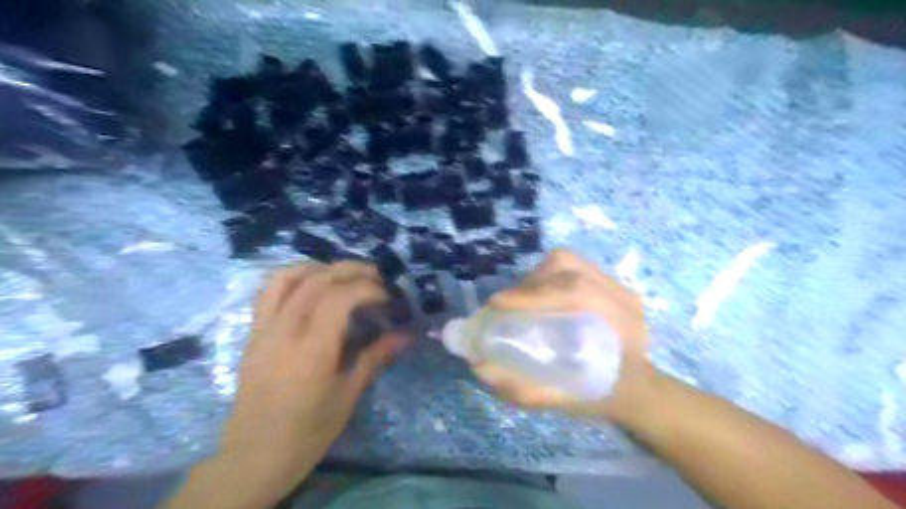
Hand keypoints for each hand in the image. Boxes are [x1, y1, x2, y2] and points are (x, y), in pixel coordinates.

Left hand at [216, 263, 401, 504]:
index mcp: (312, 350)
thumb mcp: (348, 395)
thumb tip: (406, 336)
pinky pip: (268, 292)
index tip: (387, 297)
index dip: (368, 288)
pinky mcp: (253, 333)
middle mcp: (284, 331)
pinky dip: (292, 277)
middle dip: (350, 270)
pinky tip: (310, 285)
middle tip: (375, 276)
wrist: (254, 456)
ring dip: (320, 267)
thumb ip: (376, 357)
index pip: (340, 298)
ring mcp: (263, 330)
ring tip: (343, 274)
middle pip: (317, 280)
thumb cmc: (308, 432)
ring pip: (287, 278)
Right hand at [476, 248, 658, 423]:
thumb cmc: (608, 397)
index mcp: (623, 323)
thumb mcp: (569, 403)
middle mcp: (622, 295)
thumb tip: (480, 368)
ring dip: (536, 277)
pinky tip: (538, 296)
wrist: (641, 389)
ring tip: (520, 300)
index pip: (577, 291)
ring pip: (568, 261)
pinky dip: (546, 276)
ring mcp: (616, 284)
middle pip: (569, 266)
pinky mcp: (607, 281)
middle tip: (505, 305)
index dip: (533, 293)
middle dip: (529, 283)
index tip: (498, 304)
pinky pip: (571, 266)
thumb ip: (526, 390)